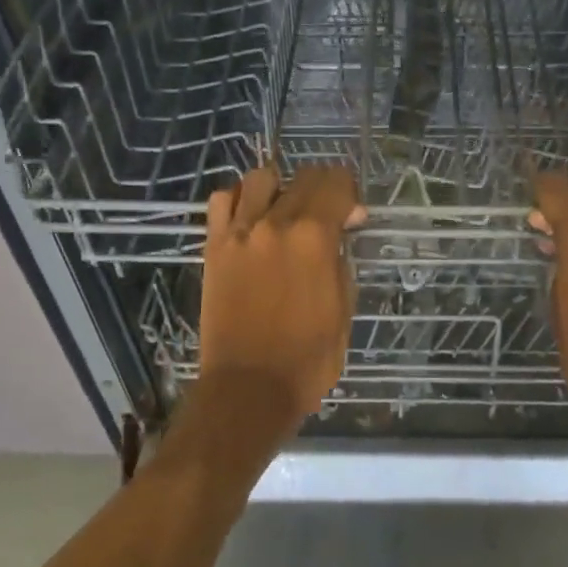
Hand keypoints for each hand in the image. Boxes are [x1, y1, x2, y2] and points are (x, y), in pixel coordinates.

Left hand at [196, 165, 364, 442]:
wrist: (248, 389)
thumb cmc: (308, 358)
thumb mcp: (343, 308)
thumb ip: (341, 261)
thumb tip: (339, 234)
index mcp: (314, 237)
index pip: (336, 185)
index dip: (350, 194)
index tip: (352, 217)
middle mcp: (275, 223)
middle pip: (303, 177)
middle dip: (322, 188)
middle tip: (326, 214)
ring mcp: (239, 232)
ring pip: (260, 178)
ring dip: (279, 188)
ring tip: (283, 212)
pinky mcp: (215, 247)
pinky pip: (222, 200)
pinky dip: (239, 199)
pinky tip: (250, 219)